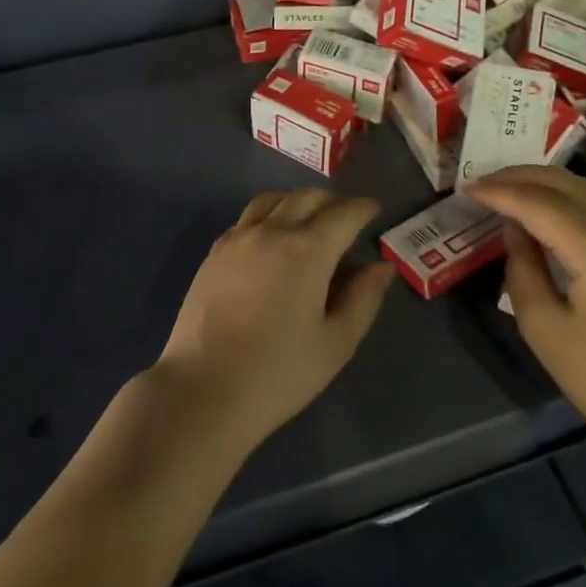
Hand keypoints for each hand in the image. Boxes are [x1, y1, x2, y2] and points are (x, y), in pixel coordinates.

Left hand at [154, 188, 392, 454]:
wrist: (203, 388)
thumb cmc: (279, 373)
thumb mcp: (336, 344)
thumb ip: (363, 299)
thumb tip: (381, 267)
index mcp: (308, 250)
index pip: (343, 214)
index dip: (362, 208)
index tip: (373, 210)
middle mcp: (272, 232)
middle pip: (306, 198)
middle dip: (331, 202)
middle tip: (345, 219)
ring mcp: (238, 238)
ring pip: (272, 200)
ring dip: (296, 202)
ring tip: (307, 221)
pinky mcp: (214, 252)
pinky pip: (246, 218)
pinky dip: (267, 216)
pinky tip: (270, 238)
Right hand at [467, 166, 585, 462]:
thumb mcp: (545, 328)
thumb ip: (522, 269)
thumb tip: (515, 231)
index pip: (538, 203)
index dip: (499, 192)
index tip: (465, 189)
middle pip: (564, 184)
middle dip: (518, 177)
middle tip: (480, 183)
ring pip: (583, 189)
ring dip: (542, 184)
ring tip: (504, 190)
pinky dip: (564, 199)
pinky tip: (542, 210)